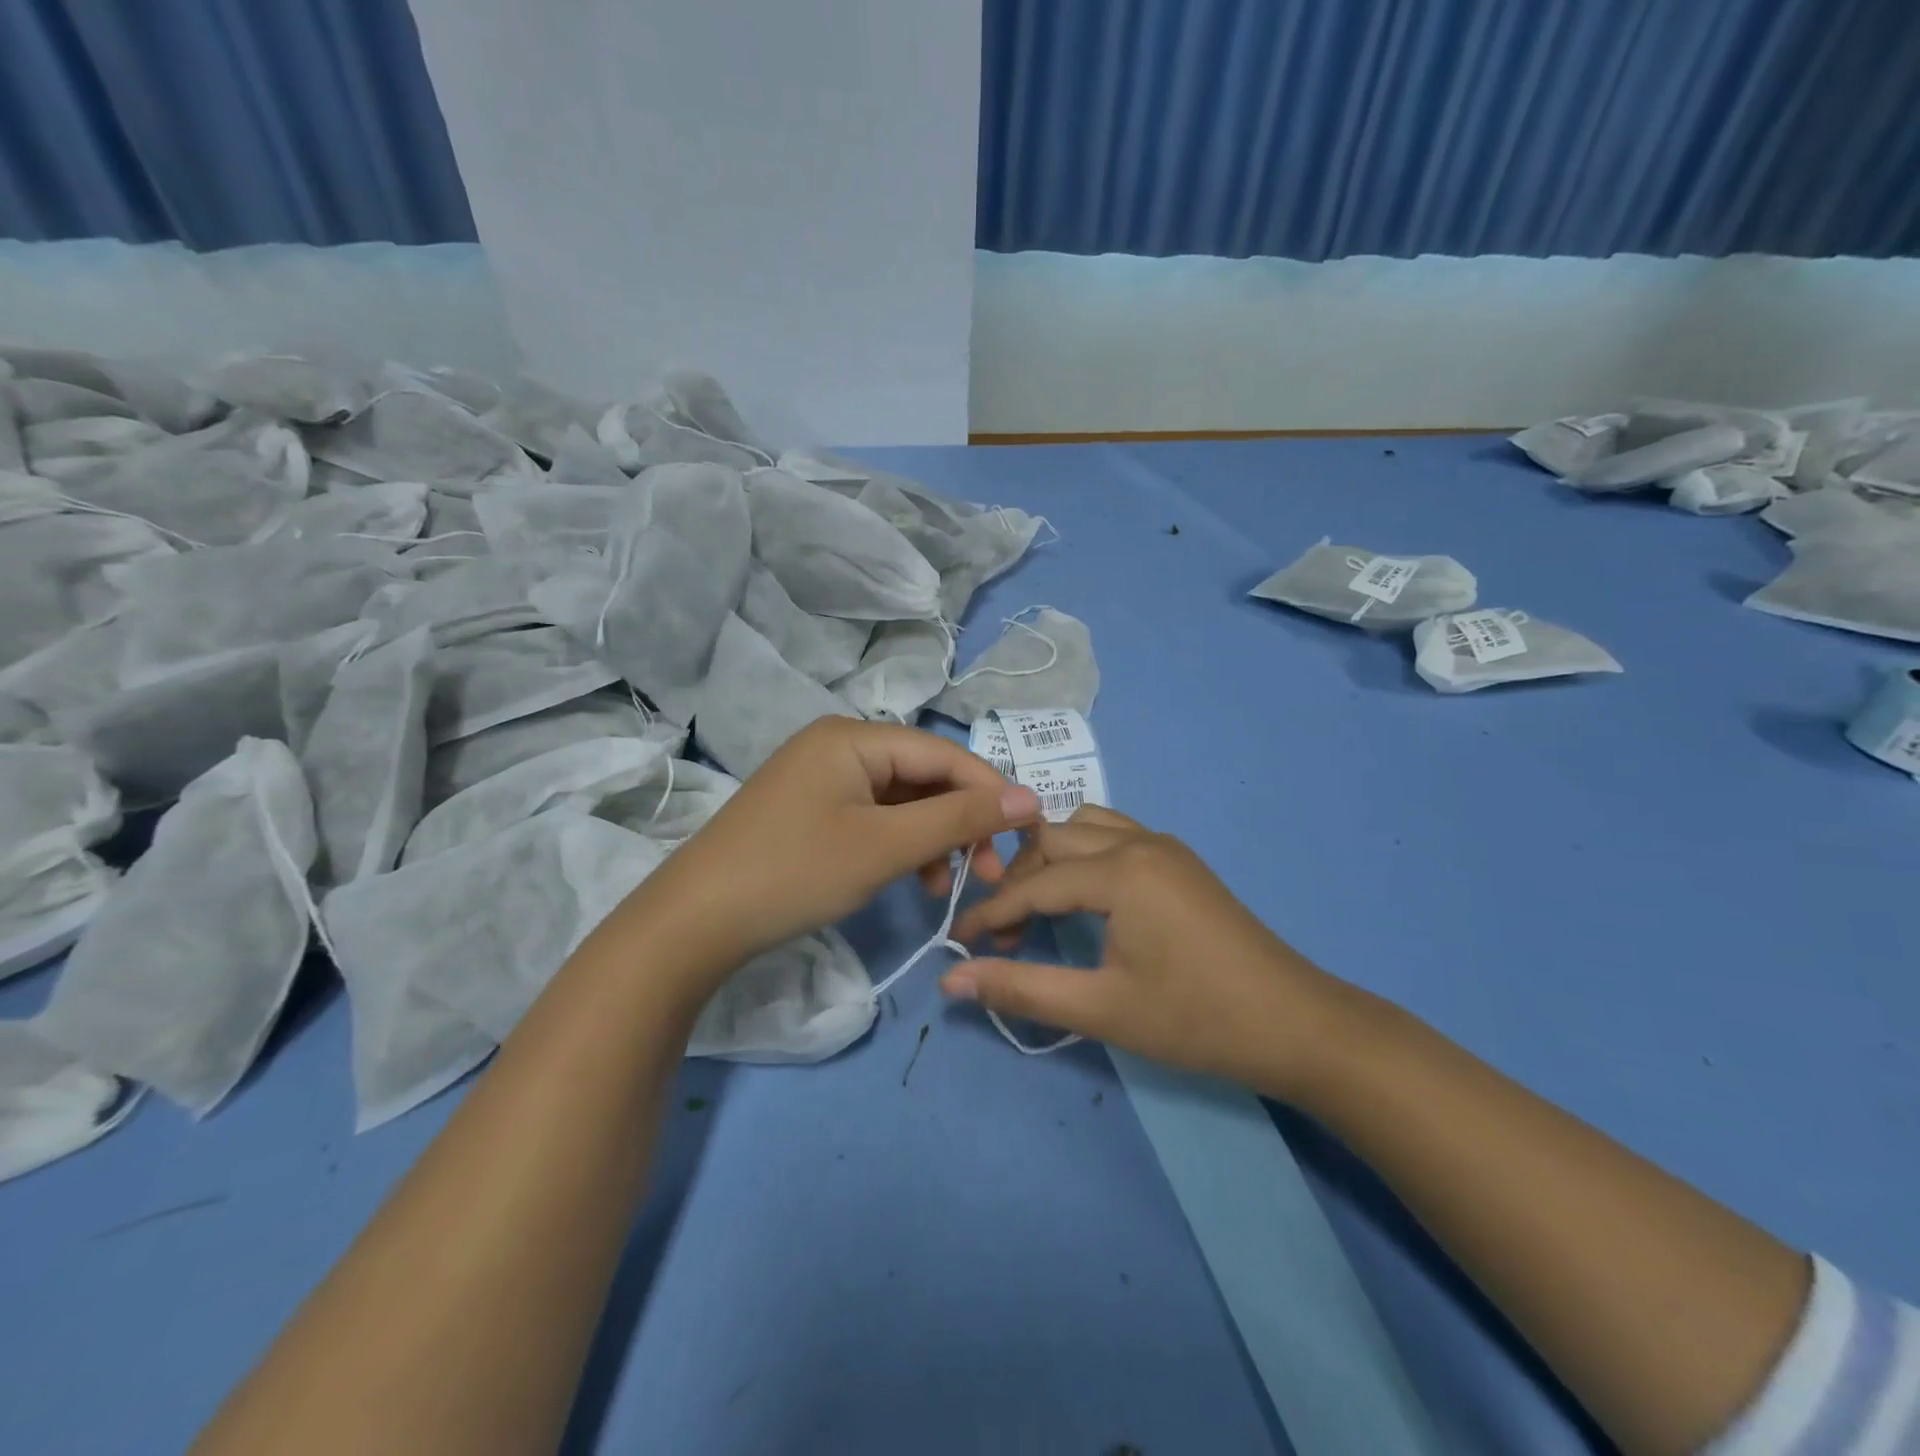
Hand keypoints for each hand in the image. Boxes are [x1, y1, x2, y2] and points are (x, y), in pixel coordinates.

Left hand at [629, 718, 1040, 975]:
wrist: (695, 922)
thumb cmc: (797, 872)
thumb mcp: (887, 846)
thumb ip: (960, 818)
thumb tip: (1030, 796)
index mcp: (854, 737)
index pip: (943, 753)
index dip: (990, 790)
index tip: (1028, 832)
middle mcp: (838, 746)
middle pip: (922, 776)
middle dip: (960, 822)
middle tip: (989, 872)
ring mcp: (820, 779)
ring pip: (900, 802)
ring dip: (932, 840)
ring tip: (949, 887)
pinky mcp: (810, 812)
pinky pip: (872, 819)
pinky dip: (899, 847)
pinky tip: (913, 881)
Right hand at [945, 806, 1351, 1098]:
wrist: (1297, 1024)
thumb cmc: (1197, 1020)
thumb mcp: (1103, 1009)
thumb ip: (1023, 989)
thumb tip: (951, 980)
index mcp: (1121, 870)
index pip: (1034, 883)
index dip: (991, 914)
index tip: (958, 943)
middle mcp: (1139, 841)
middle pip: (1052, 838)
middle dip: (1018, 880)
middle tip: (1005, 934)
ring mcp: (1164, 845)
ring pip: (1084, 827)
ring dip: (1051, 859)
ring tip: (1039, 908)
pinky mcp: (1179, 860)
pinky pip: (1114, 835)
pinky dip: (1084, 856)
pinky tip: (1084, 897)